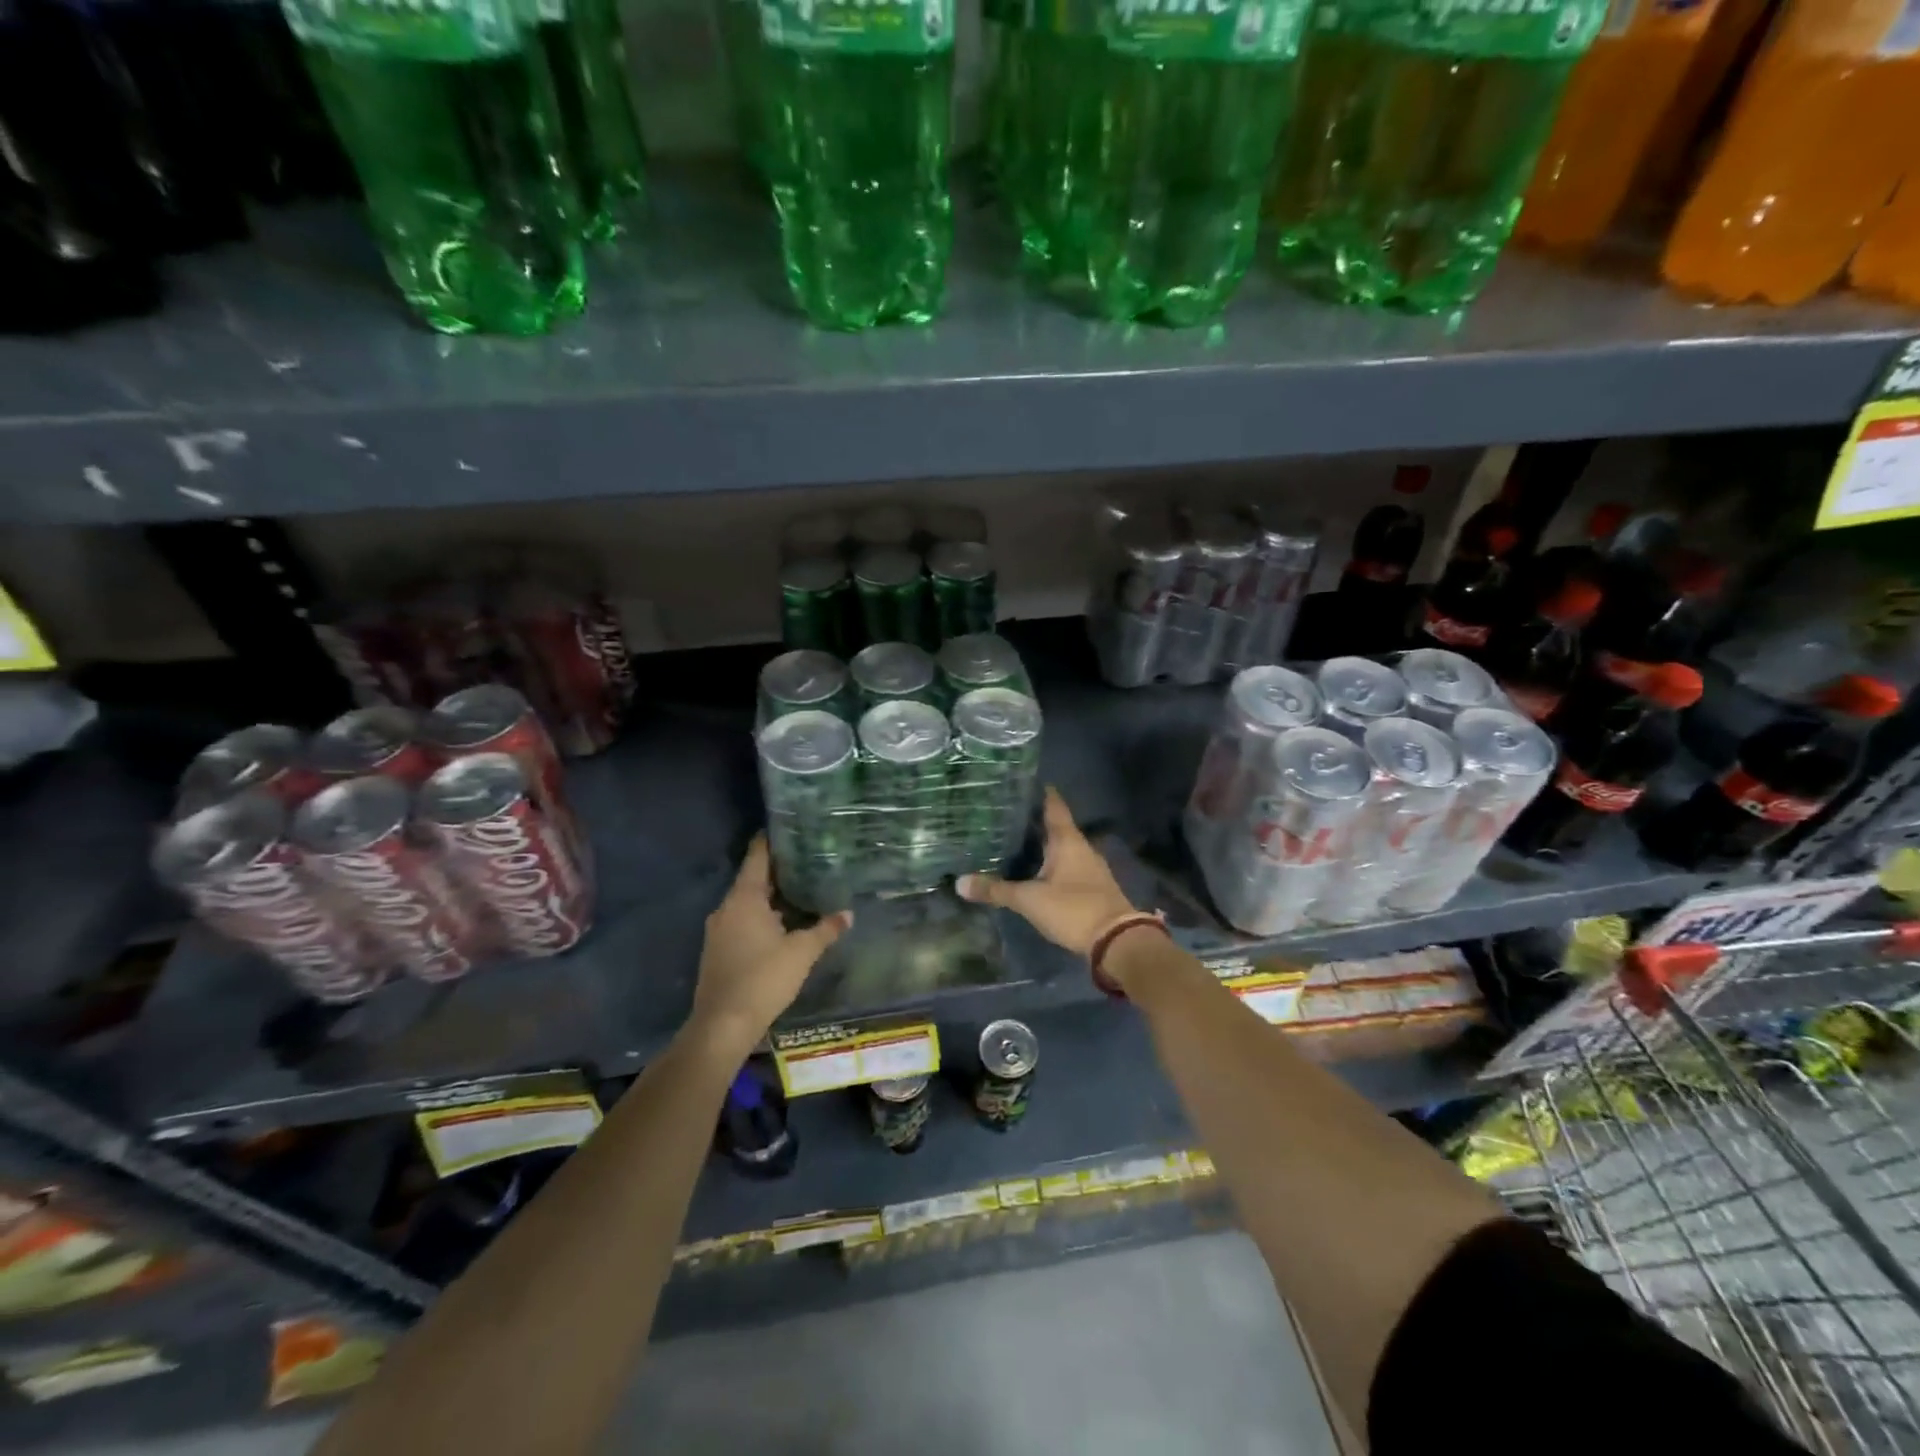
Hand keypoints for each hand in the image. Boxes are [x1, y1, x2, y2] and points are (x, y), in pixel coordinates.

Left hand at [690, 836, 849, 1057]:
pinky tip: (781, 924)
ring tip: (799, 890)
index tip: (787, 828)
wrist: (722, 1025)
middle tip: (806, 860)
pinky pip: (742, 921)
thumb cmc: (763, 978)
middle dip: (777, 871)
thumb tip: (848, 914)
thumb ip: (825, 930)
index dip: (771, 841)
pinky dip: (760, 916)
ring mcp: (719, 930)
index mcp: (744, 898)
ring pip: (747, 903)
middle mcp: (727, 908)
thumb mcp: (802, 952)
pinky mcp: (718, 950)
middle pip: (752, 879)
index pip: (757, 856)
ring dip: (769, 897)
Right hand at [958, 787, 1136, 957]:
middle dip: (1035, 821)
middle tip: (1007, 813)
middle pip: (1057, 826)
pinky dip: (1052, 863)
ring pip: (1063, 847)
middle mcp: (1081, 847)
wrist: (1117, 941)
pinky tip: (1037, 869)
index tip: (1022, 782)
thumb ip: (996, 890)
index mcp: (1068, 840)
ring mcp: (1090, 867)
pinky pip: (1069, 865)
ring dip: (1044, 843)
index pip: (1054, 806)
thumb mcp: (1029, 900)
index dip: (1040, 793)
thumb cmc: (1073, 909)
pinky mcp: (1093, 886)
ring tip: (1017, 840)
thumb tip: (959, 883)